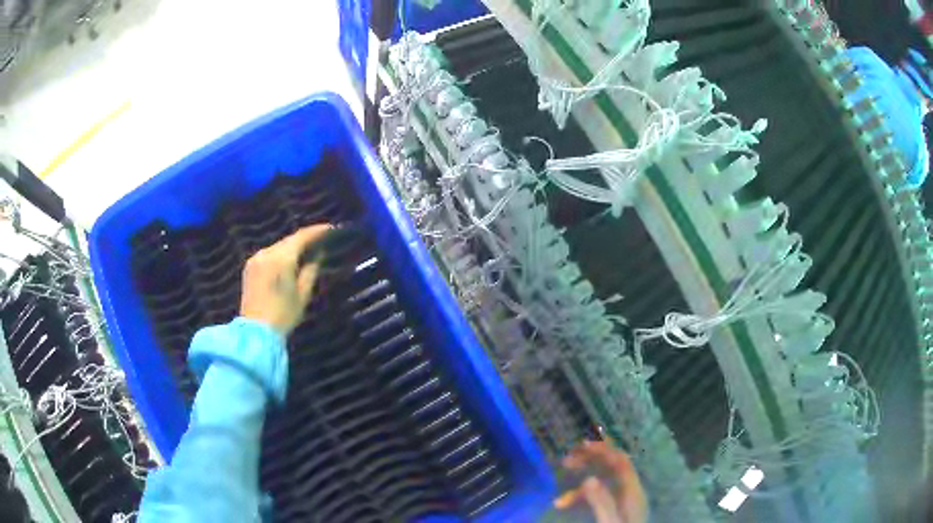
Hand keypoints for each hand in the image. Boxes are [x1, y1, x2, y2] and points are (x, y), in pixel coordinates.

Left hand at [240, 225, 330, 335]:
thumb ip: (311, 270)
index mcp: (281, 258)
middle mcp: (267, 252)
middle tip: (320, 241)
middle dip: (304, 240)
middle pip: (288, 240)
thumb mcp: (303, 294)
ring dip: (291, 248)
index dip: (317, 231)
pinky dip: (280, 255)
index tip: (330, 228)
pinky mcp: (249, 267)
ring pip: (278, 247)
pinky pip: (269, 255)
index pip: (301, 236)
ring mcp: (256, 259)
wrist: (256, 331)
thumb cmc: (283, 314)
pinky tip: (287, 262)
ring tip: (305, 252)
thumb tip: (318, 255)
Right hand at [554, 441, 647, 522]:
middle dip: (589, 463)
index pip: (620, 461)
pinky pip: (597, 498)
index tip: (580, 446)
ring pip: (601, 485)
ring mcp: (622, 502)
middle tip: (567, 461)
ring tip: (558, 502)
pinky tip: (565, 508)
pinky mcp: (614, 512)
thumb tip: (589, 478)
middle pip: (611, 468)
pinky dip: (580, 500)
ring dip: (579, 489)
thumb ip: (602, 502)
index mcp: (632, 492)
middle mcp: (629, 493)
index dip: (603, 450)